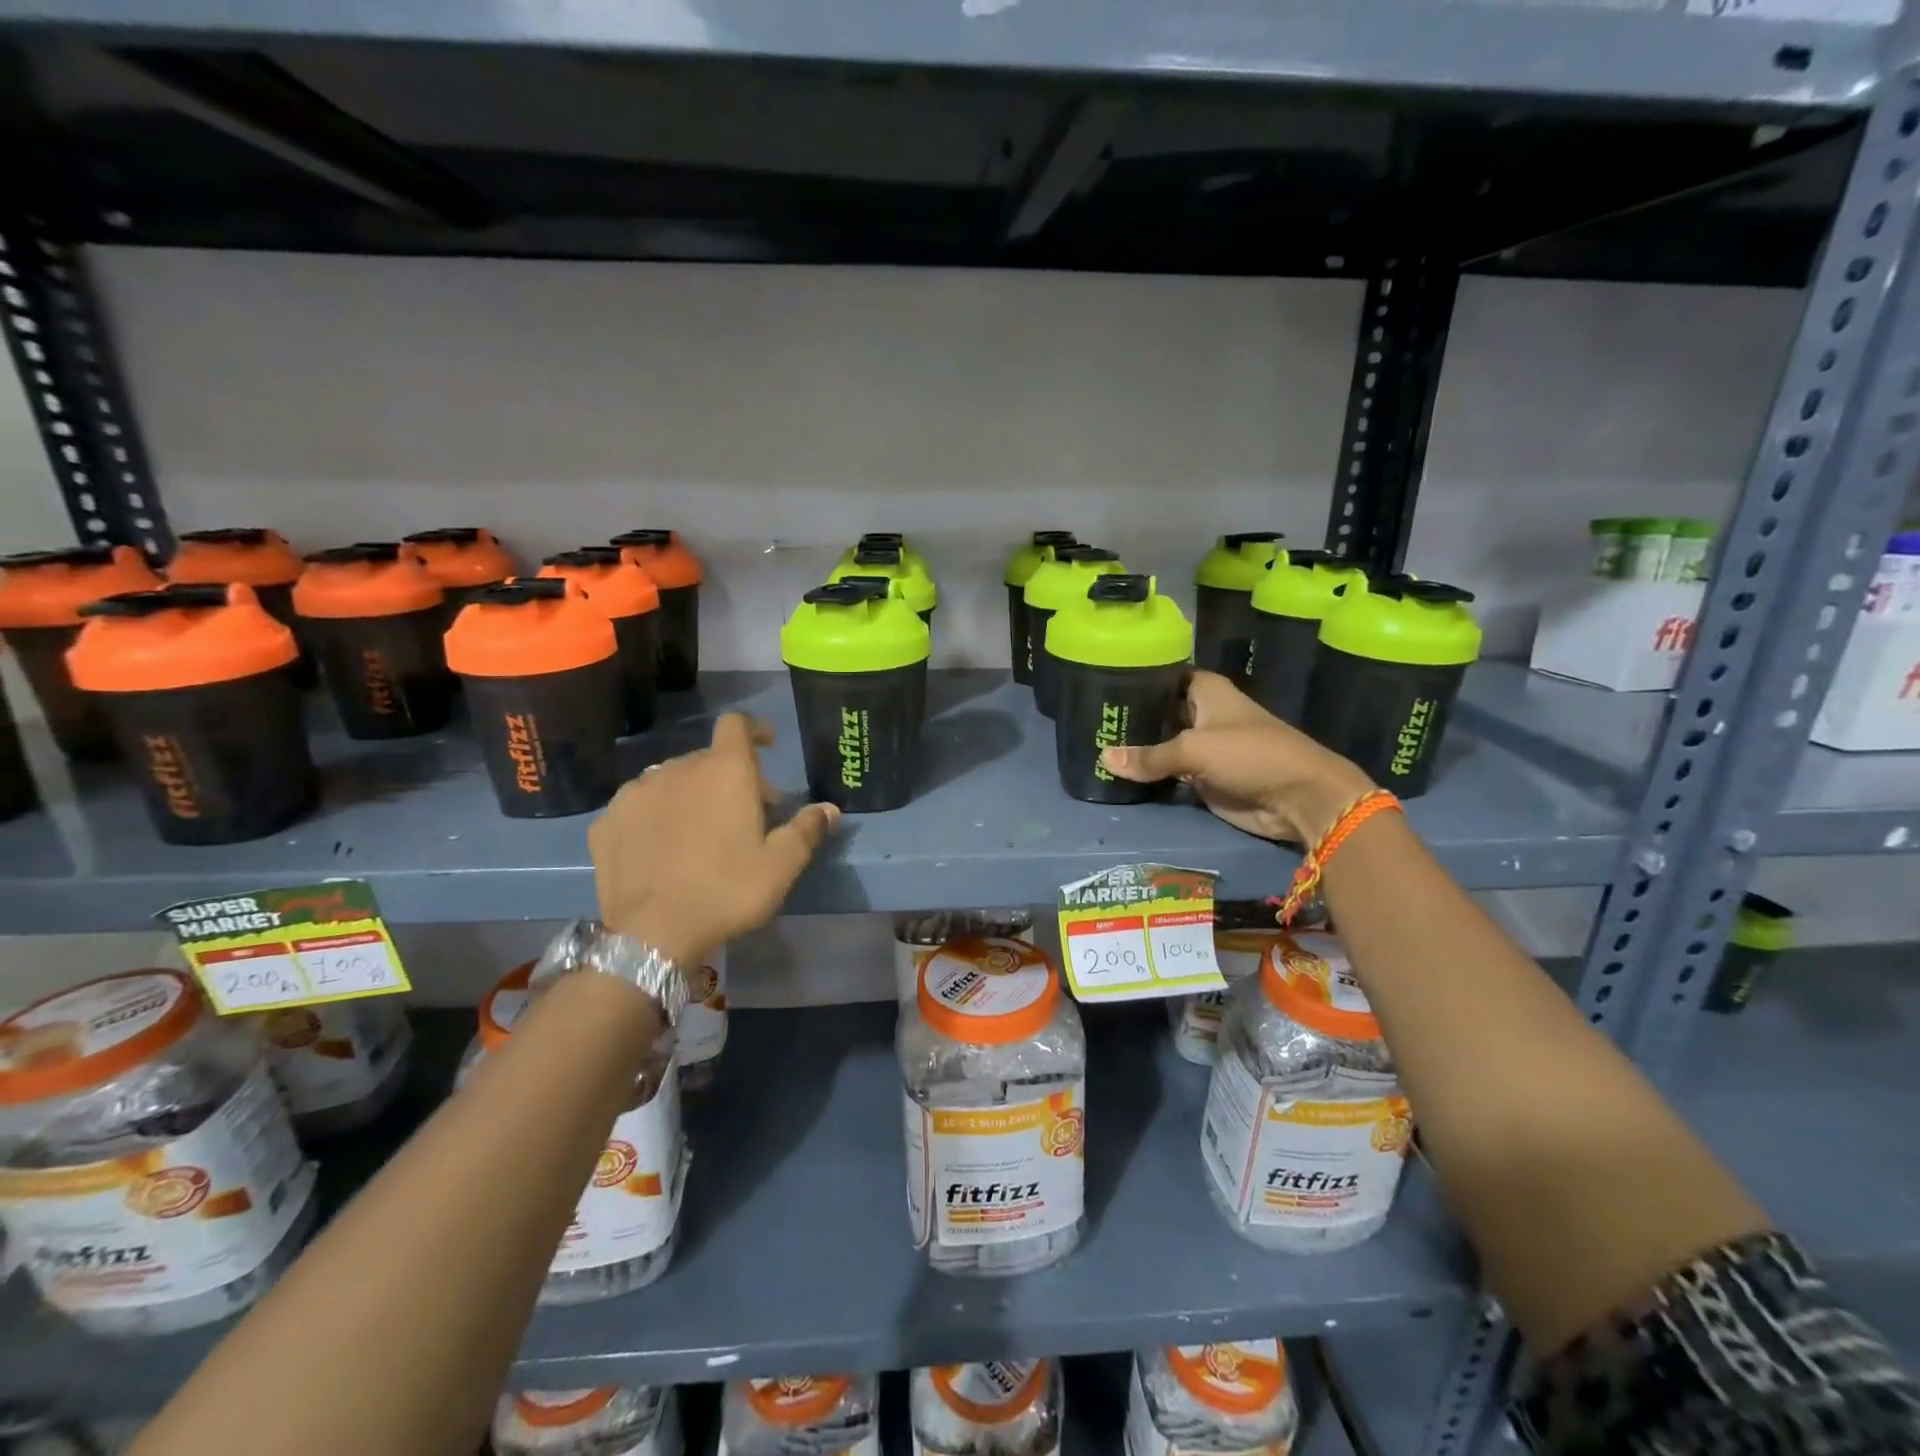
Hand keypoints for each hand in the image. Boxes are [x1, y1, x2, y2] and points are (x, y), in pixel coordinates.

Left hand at [589, 714, 839, 965]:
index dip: (754, 730)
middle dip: (730, 777)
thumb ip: (807, 829)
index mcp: (724, 771)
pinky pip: (639, 805)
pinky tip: (661, 846)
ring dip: (691, 793)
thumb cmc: (726, 891)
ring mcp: (636, 793)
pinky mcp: (607, 821)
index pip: (736, 725)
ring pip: (670, 779)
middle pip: (708, 759)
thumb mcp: (781, 865)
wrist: (651, 935)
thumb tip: (830, 809)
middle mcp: (677, 769)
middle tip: (746, 813)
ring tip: (699, 830)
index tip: (767, 746)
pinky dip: (656, 815)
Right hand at [1100, 671, 1374, 844]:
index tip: (1100, 683)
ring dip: (1137, 749)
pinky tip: (1117, 772)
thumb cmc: (1250, 755)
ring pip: (1160, 743)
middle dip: (1129, 718)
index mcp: (1205, 691)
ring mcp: (1202, 747)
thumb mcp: (1194, 750)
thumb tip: (1102, 758)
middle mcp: (1201, 714)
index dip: (1135, 678)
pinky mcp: (1202, 777)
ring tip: (1093, 744)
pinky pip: (1167, 772)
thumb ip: (1149, 756)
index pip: (1162, 676)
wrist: (1298, 798)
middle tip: (1088, 720)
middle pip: (1158, 711)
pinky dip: (1148, 774)